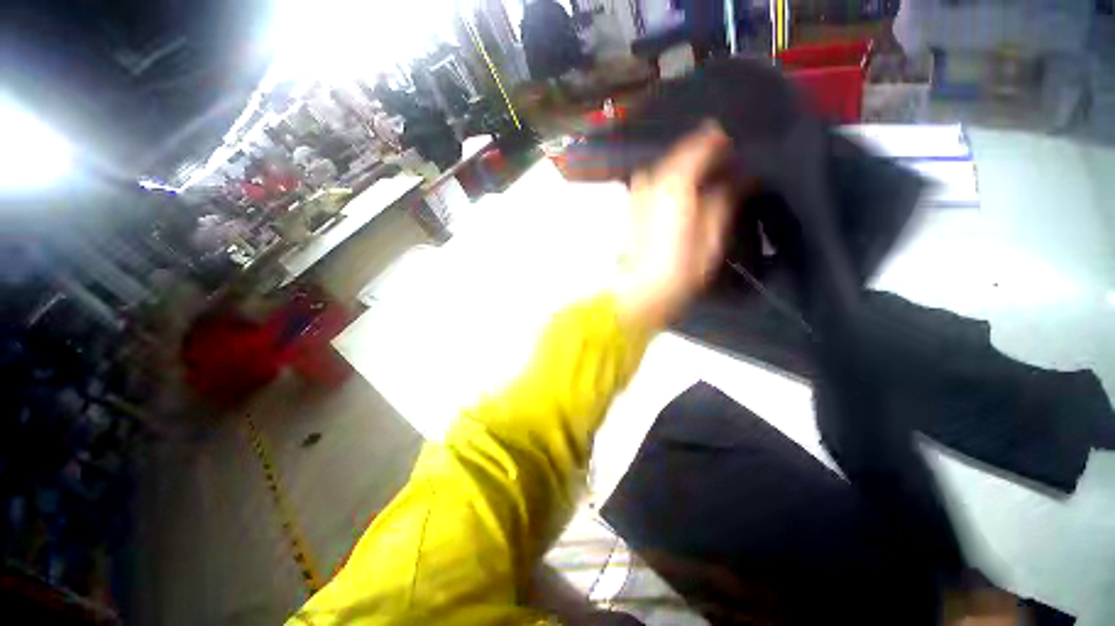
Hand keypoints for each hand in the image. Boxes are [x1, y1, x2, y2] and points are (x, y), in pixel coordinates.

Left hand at [619, 121, 737, 329]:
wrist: (640, 291)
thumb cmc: (679, 270)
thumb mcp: (711, 237)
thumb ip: (723, 200)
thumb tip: (737, 179)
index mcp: (674, 184)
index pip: (700, 144)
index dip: (720, 141)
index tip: (737, 145)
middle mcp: (651, 180)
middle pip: (681, 154)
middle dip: (704, 155)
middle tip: (726, 166)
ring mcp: (637, 193)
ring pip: (667, 168)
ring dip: (686, 169)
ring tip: (707, 181)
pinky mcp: (632, 208)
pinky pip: (656, 182)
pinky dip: (672, 182)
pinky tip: (684, 195)